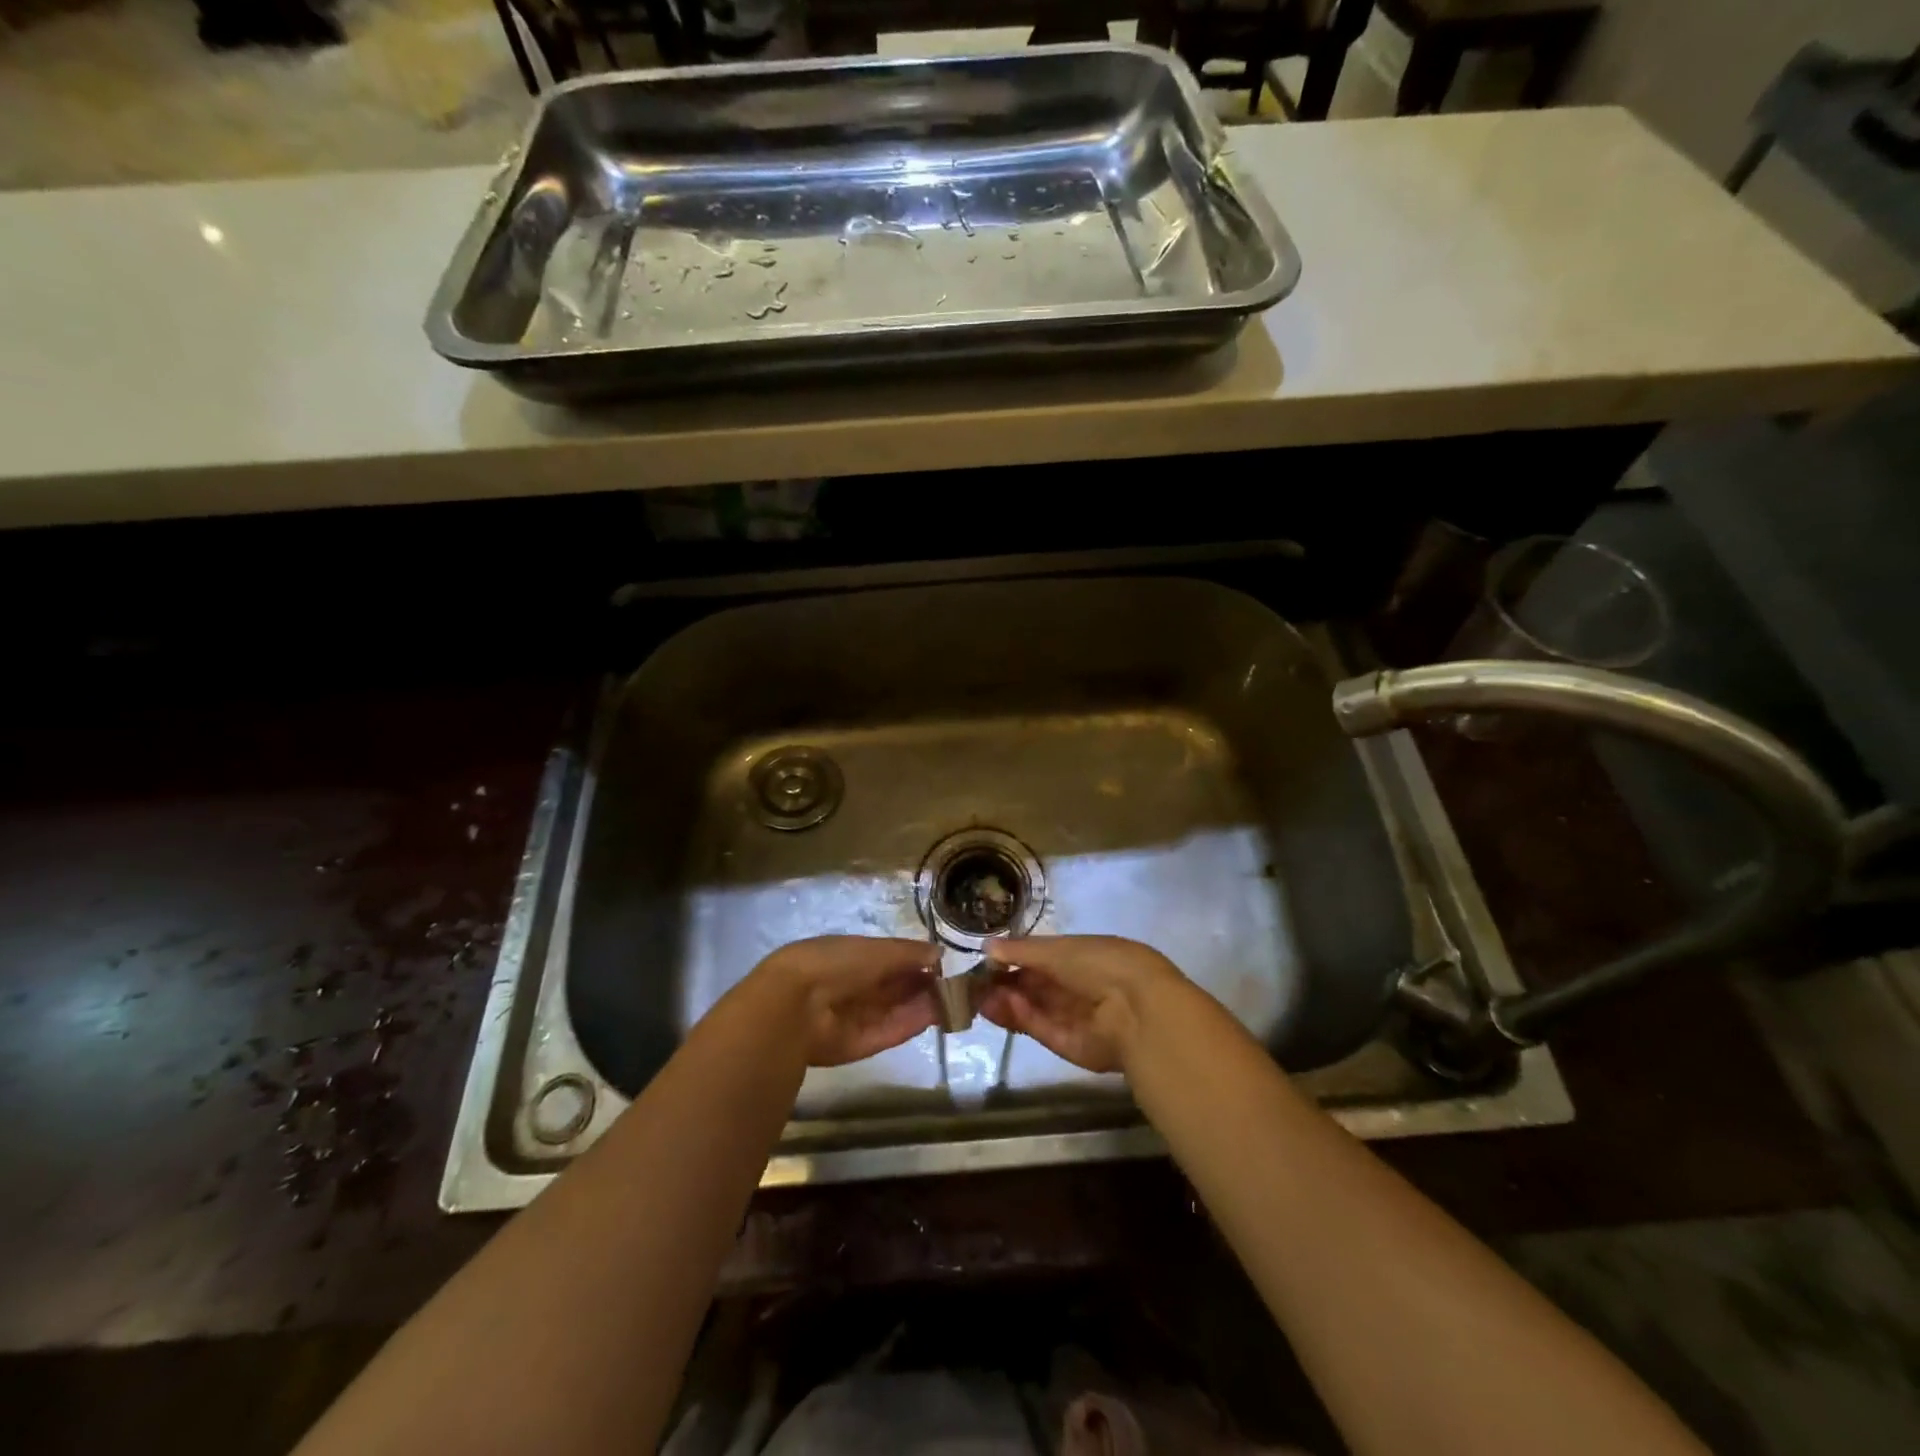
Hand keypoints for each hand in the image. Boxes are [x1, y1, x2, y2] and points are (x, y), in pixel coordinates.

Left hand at [748, 936, 941, 1066]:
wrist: (796, 1005)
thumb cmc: (836, 963)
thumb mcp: (877, 949)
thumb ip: (908, 953)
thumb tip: (938, 954)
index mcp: (849, 957)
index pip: (888, 960)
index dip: (915, 962)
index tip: (942, 964)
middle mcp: (852, 987)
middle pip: (894, 988)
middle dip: (923, 986)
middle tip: (957, 986)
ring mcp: (855, 1017)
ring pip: (895, 1010)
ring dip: (924, 1005)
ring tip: (956, 1001)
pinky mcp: (859, 1045)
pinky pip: (890, 1032)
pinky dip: (912, 1024)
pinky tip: (937, 1017)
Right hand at [977, 935, 1184, 1074]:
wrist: (1138, 1009)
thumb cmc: (1100, 963)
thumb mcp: (1058, 949)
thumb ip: (1022, 951)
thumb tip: (988, 947)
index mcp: (1082, 958)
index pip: (1041, 960)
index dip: (1013, 961)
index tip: (985, 963)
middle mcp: (1079, 988)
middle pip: (1035, 988)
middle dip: (1004, 985)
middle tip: (972, 985)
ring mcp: (1076, 1019)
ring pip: (1034, 1010)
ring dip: (1007, 1003)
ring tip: (977, 998)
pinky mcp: (1072, 1047)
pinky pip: (1043, 1029)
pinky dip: (1023, 1018)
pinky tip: (1000, 1007)